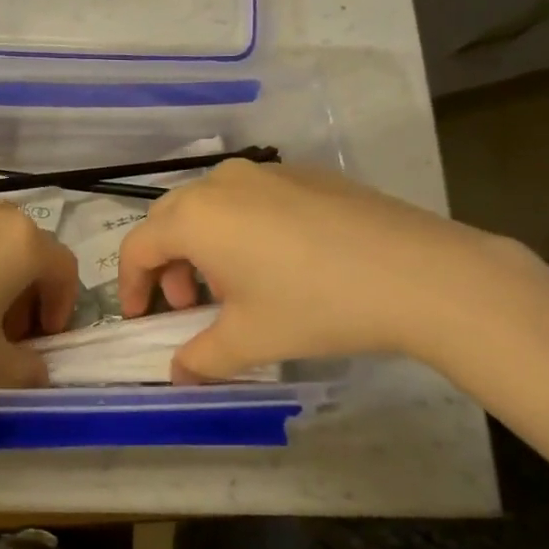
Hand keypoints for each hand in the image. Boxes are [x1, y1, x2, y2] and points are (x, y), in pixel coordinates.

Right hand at [117, 160, 531, 380]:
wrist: (417, 272)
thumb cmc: (315, 306)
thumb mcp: (249, 340)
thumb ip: (201, 359)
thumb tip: (178, 376)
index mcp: (195, 217)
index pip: (138, 246)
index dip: (131, 285)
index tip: (141, 317)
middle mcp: (221, 183)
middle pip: (170, 219)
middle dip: (168, 264)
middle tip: (190, 304)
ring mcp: (265, 173)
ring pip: (210, 205)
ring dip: (204, 244)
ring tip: (235, 285)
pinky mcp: (304, 174)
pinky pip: (250, 198)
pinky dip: (241, 228)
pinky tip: (278, 262)